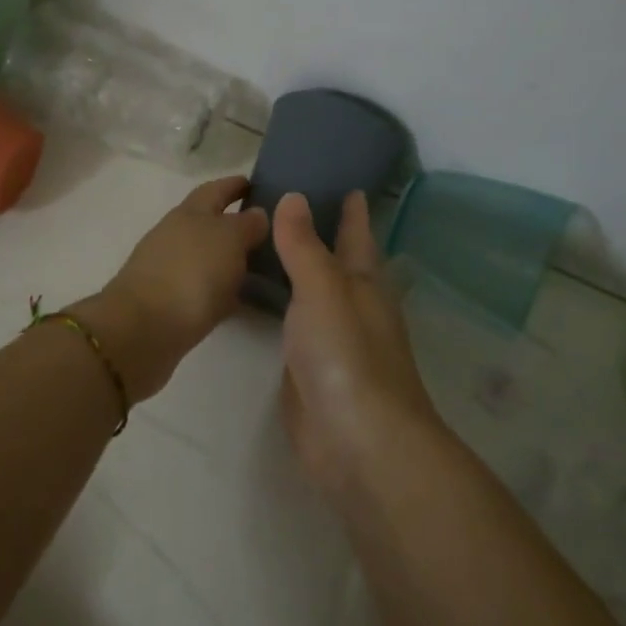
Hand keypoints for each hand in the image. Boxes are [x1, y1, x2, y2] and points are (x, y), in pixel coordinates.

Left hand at [72, 176, 269, 400]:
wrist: (143, 330)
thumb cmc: (191, 272)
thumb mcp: (229, 239)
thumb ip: (247, 224)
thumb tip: (256, 213)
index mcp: (189, 212)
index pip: (216, 189)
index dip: (236, 185)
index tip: (258, 184)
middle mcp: (176, 234)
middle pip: (209, 221)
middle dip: (235, 223)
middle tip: (271, 231)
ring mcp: (168, 268)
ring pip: (206, 254)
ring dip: (229, 257)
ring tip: (262, 266)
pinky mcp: (167, 301)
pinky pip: (202, 286)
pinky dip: (220, 287)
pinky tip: (240, 298)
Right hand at [273, 191, 442, 494]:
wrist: (357, 443)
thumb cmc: (347, 355)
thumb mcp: (323, 289)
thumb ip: (303, 245)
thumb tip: (293, 196)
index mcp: (365, 282)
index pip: (358, 234)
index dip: (353, 209)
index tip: (347, 182)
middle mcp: (352, 305)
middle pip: (338, 260)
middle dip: (323, 233)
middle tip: (288, 201)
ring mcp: (333, 340)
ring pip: (314, 292)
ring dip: (298, 268)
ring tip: (266, 239)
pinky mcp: (310, 368)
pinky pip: (294, 323)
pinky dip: (281, 304)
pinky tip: (261, 296)